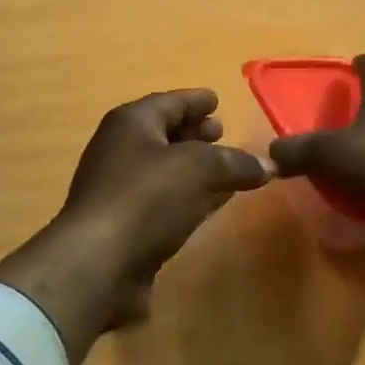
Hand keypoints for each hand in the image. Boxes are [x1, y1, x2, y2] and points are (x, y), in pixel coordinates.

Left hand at [0, 89, 268, 364]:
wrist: (98, 264)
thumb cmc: (147, 198)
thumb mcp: (200, 169)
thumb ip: (236, 162)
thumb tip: (267, 166)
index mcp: (132, 123)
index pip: (170, 102)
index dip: (196, 100)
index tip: (217, 100)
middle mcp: (121, 150)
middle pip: (164, 133)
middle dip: (194, 133)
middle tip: (222, 134)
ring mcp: (120, 189)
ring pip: (166, 169)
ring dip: (194, 168)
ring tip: (226, 169)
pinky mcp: (126, 224)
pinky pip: (165, 199)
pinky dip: (189, 196)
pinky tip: (211, 203)